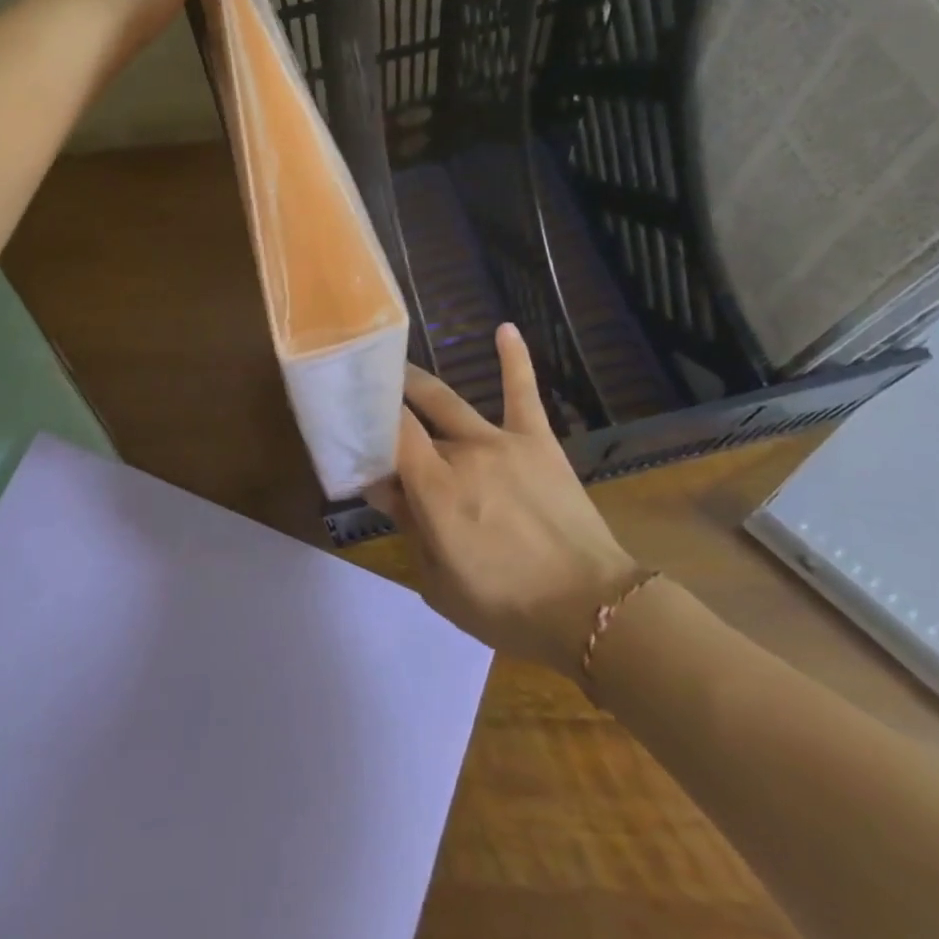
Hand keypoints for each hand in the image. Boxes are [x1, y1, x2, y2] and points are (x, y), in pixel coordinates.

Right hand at [366, 324, 640, 675]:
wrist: (594, 610)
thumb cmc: (507, 607)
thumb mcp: (438, 583)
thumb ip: (407, 527)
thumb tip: (381, 486)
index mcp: (435, 489)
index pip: (388, 434)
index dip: (364, 417)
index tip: (345, 411)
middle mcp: (463, 453)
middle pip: (412, 416)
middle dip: (384, 403)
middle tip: (365, 394)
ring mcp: (502, 442)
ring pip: (449, 402)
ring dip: (419, 385)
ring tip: (399, 371)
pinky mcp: (538, 442)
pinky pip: (522, 393)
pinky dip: (514, 359)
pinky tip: (504, 328)